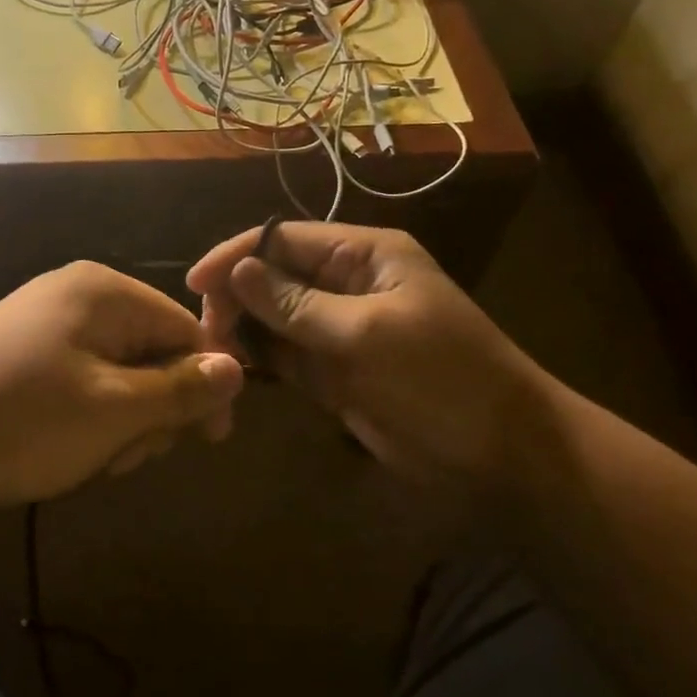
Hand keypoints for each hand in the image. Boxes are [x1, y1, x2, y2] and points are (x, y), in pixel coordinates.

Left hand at [0, 261, 244, 509]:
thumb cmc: (18, 420)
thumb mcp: (112, 411)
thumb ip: (180, 389)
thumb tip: (238, 368)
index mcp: (105, 292)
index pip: (186, 330)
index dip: (205, 385)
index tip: (209, 443)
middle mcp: (78, 296)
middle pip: (151, 352)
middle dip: (151, 411)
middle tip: (124, 457)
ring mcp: (45, 323)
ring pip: (117, 375)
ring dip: (119, 424)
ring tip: (90, 460)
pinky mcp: (22, 354)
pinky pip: (80, 381)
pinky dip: (85, 419)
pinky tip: (63, 450)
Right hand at [188, 222, 547, 492]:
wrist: (502, 457)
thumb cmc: (441, 380)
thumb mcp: (367, 335)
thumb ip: (297, 304)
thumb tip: (238, 271)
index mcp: (363, 256)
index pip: (285, 239)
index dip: (237, 255)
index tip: (194, 283)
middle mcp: (346, 284)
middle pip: (273, 276)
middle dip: (236, 297)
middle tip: (206, 332)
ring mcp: (338, 329)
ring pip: (273, 317)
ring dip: (242, 330)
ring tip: (212, 354)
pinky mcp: (333, 371)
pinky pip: (284, 355)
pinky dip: (259, 361)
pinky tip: (235, 371)